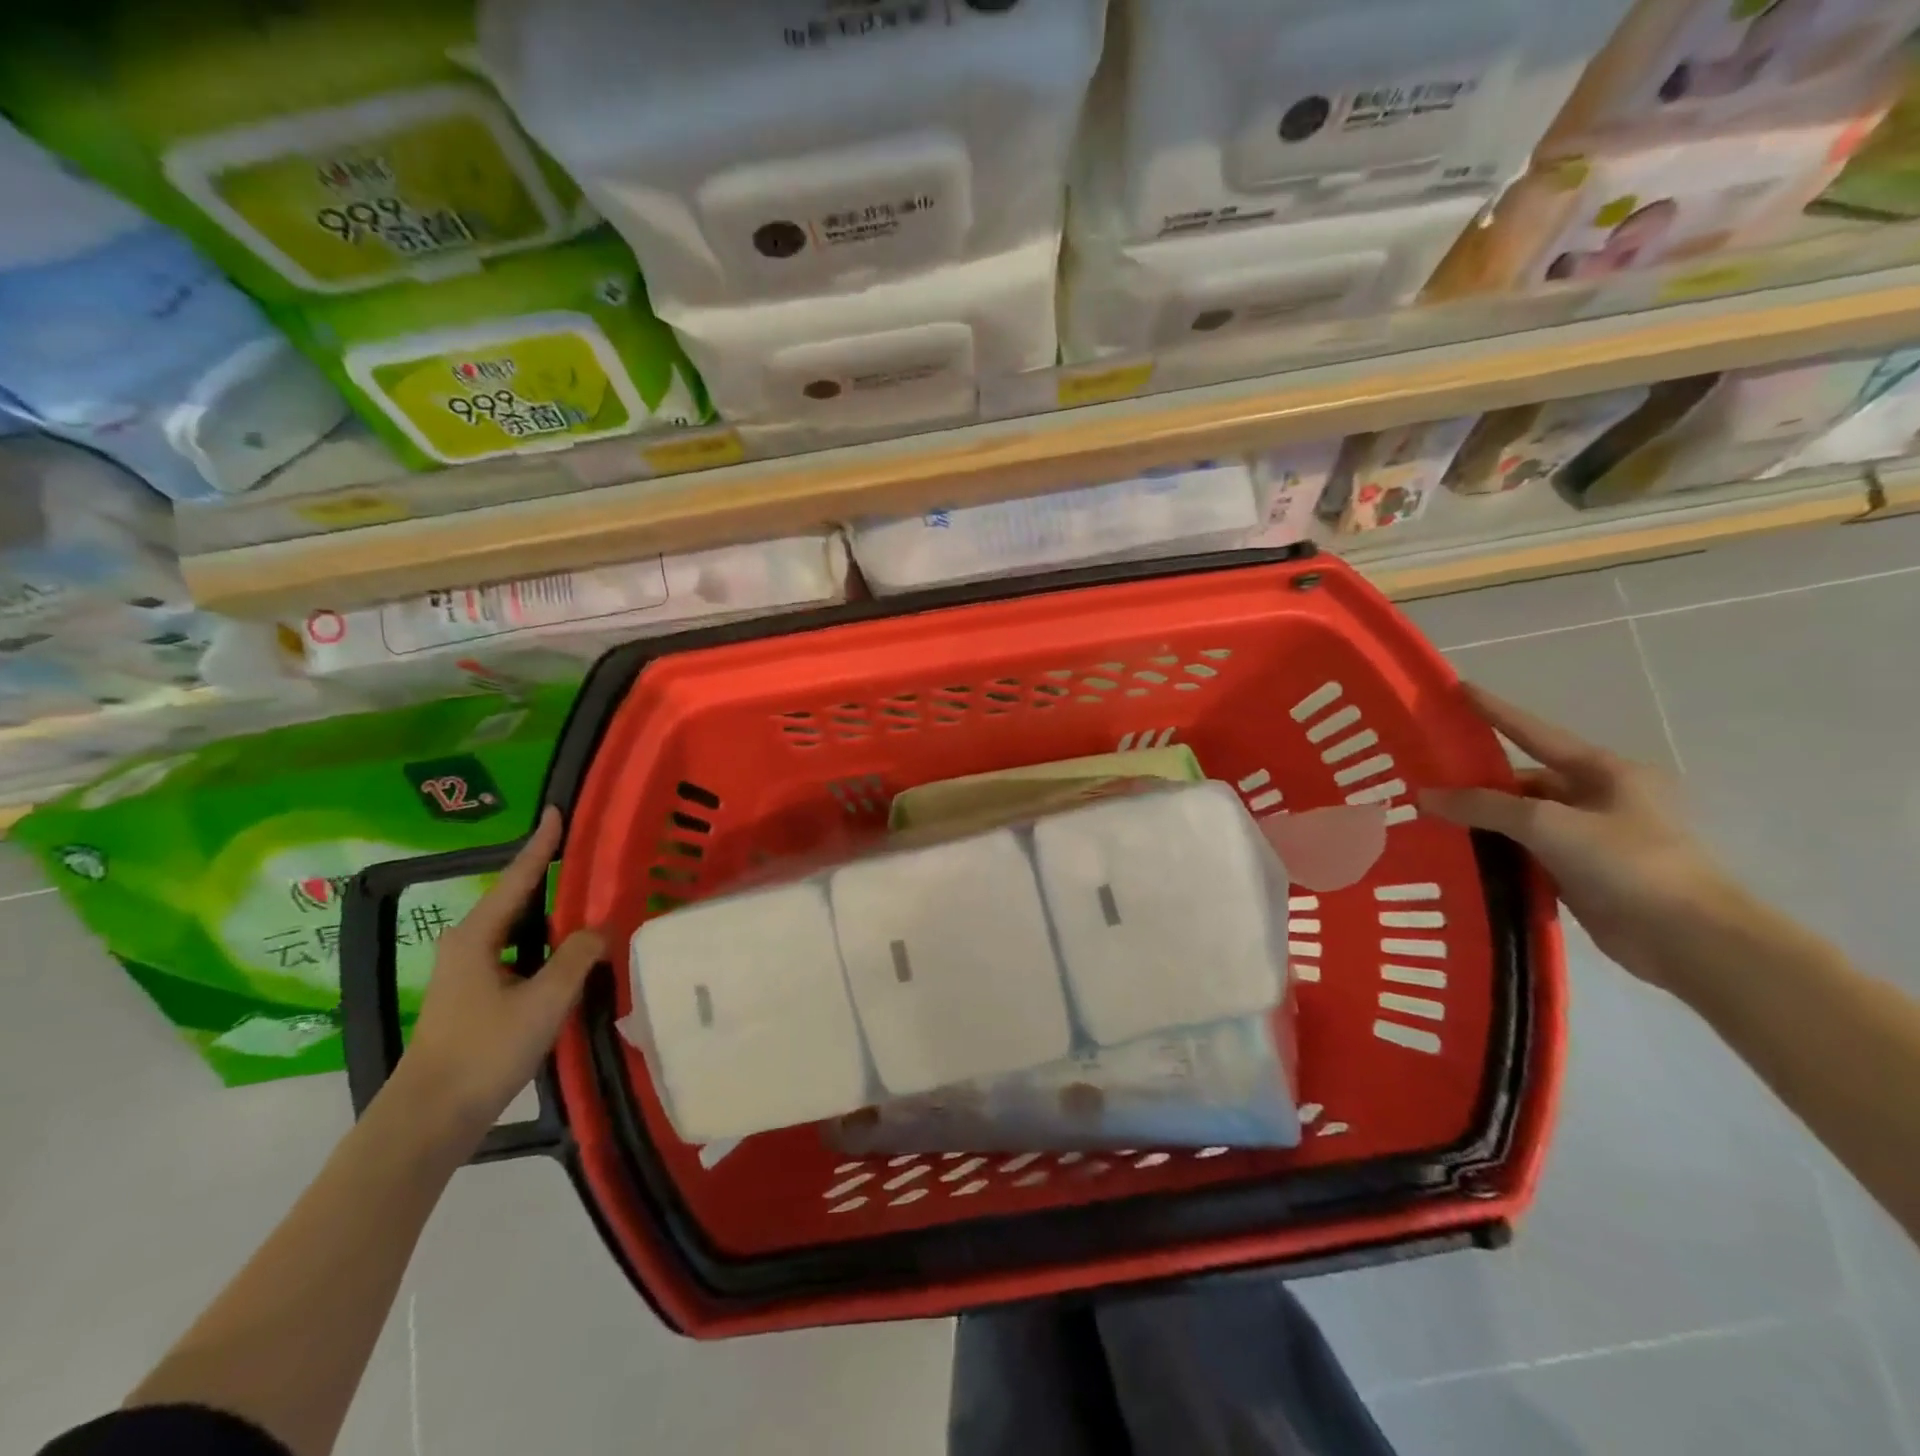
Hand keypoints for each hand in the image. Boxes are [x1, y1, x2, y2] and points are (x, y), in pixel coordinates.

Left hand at [391, 808, 605, 1141]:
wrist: (431, 1117)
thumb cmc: (486, 1050)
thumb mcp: (545, 1000)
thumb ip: (578, 957)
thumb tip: (599, 928)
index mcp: (478, 936)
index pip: (518, 878)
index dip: (541, 844)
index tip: (555, 811)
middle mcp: (468, 945)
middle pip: (517, 900)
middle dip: (551, 879)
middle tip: (589, 859)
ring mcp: (468, 972)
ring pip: (519, 931)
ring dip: (551, 918)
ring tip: (589, 903)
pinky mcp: (475, 996)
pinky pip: (518, 955)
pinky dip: (544, 947)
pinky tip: (570, 956)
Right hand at [1420, 685, 1747, 992]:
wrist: (1688, 939)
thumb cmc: (1628, 863)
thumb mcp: (1548, 825)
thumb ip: (1484, 807)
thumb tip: (1426, 796)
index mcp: (1603, 772)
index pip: (1533, 733)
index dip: (1494, 711)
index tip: (1457, 689)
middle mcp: (1597, 798)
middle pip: (1523, 781)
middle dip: (1476, 782)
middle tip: (1422, 778)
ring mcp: (1590, 837)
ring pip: (1521, 820)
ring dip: (1482, 822)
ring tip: (1428, 819)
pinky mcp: (1582, 873)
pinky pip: (1526, 853)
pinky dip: (1495, 852)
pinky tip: (1457, 855)